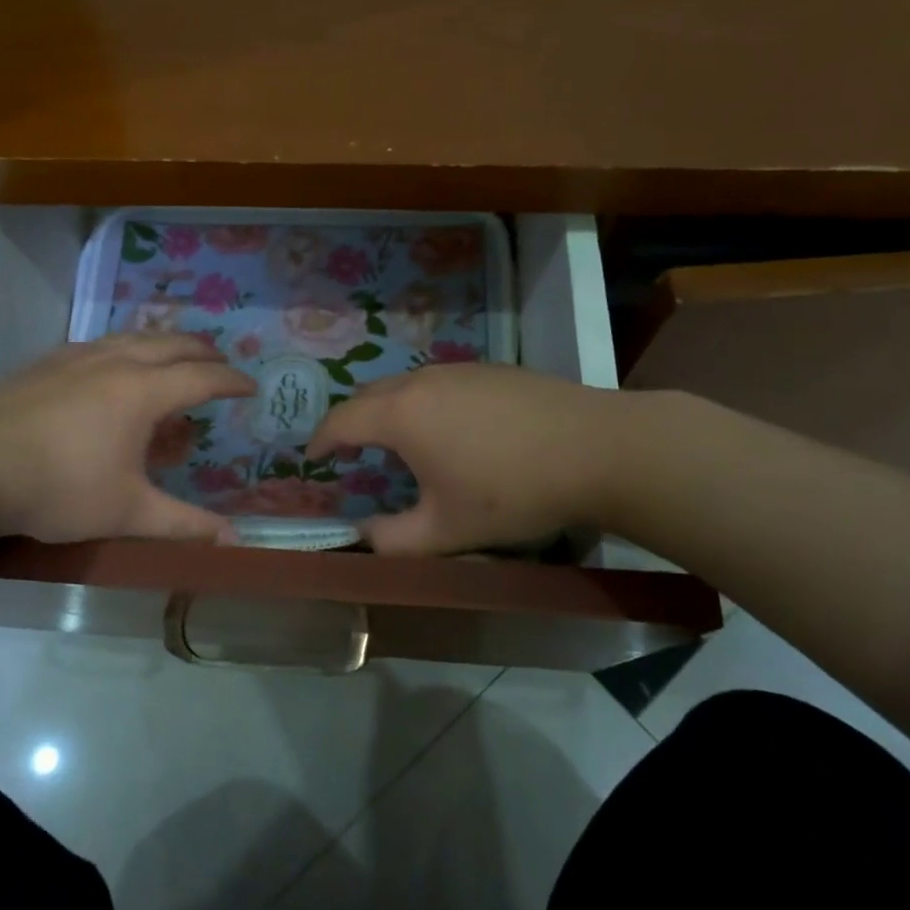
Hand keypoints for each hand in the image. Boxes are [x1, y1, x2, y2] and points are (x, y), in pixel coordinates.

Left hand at [0, 334, 256, 545]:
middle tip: (220, 366)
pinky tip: (115, 367)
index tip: (252, 386)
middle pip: (172, 343)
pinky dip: (127, 348)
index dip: (232, 381)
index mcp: (142, 391)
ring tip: (174, 361)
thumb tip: (235, 542)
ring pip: (135, 337)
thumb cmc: (57, 489)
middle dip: (203, 351)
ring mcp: (77, 356)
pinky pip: (103, 343)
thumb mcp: (126, 513)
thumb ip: (184, 525)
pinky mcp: (48, 361)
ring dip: (165, 344)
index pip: (202, 377)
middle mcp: (115, 361)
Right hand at [307, 364, 624, 554]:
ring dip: (389, 410)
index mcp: (400, 415)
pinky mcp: (490, 369)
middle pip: (369, 394)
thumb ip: (394, 540)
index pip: (341, 419)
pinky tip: (451, 429)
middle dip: (352, 421)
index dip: (320, 439)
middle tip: (352, 452)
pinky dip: (423, 402)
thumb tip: (361, 538)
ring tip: (399, 442)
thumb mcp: (447, 530)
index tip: (312, 457)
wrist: (597, 447)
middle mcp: (421, 381)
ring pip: (405, 385)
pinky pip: (438, 382)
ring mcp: (458, 369)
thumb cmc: (512, 490)